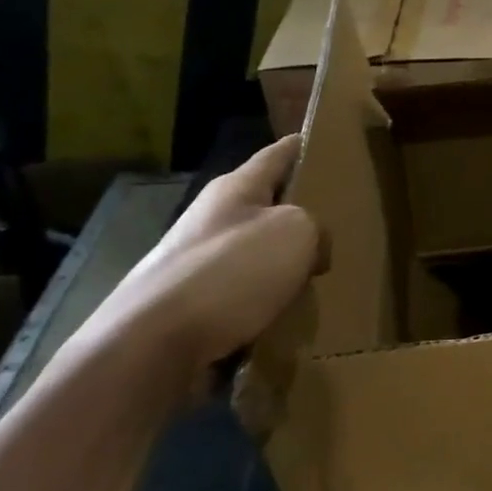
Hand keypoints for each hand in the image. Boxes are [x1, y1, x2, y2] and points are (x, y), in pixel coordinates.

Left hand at [76, 135, 327, 397]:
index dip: (304, 147)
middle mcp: (211, 219)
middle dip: (299, 215)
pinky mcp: (188, 307)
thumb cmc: (231, 272)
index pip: (278, 154)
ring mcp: (195, 264)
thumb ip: (316, 228)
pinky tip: (285, 320)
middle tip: (341, 226)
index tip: (329, 144)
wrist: (150, 346)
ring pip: (255, 255)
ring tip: (318, 282)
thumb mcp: (297, 232)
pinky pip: (241, 297)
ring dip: (283, 266)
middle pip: (265, 206)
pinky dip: (264, 305)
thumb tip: (311, 250)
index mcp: (235, 188)